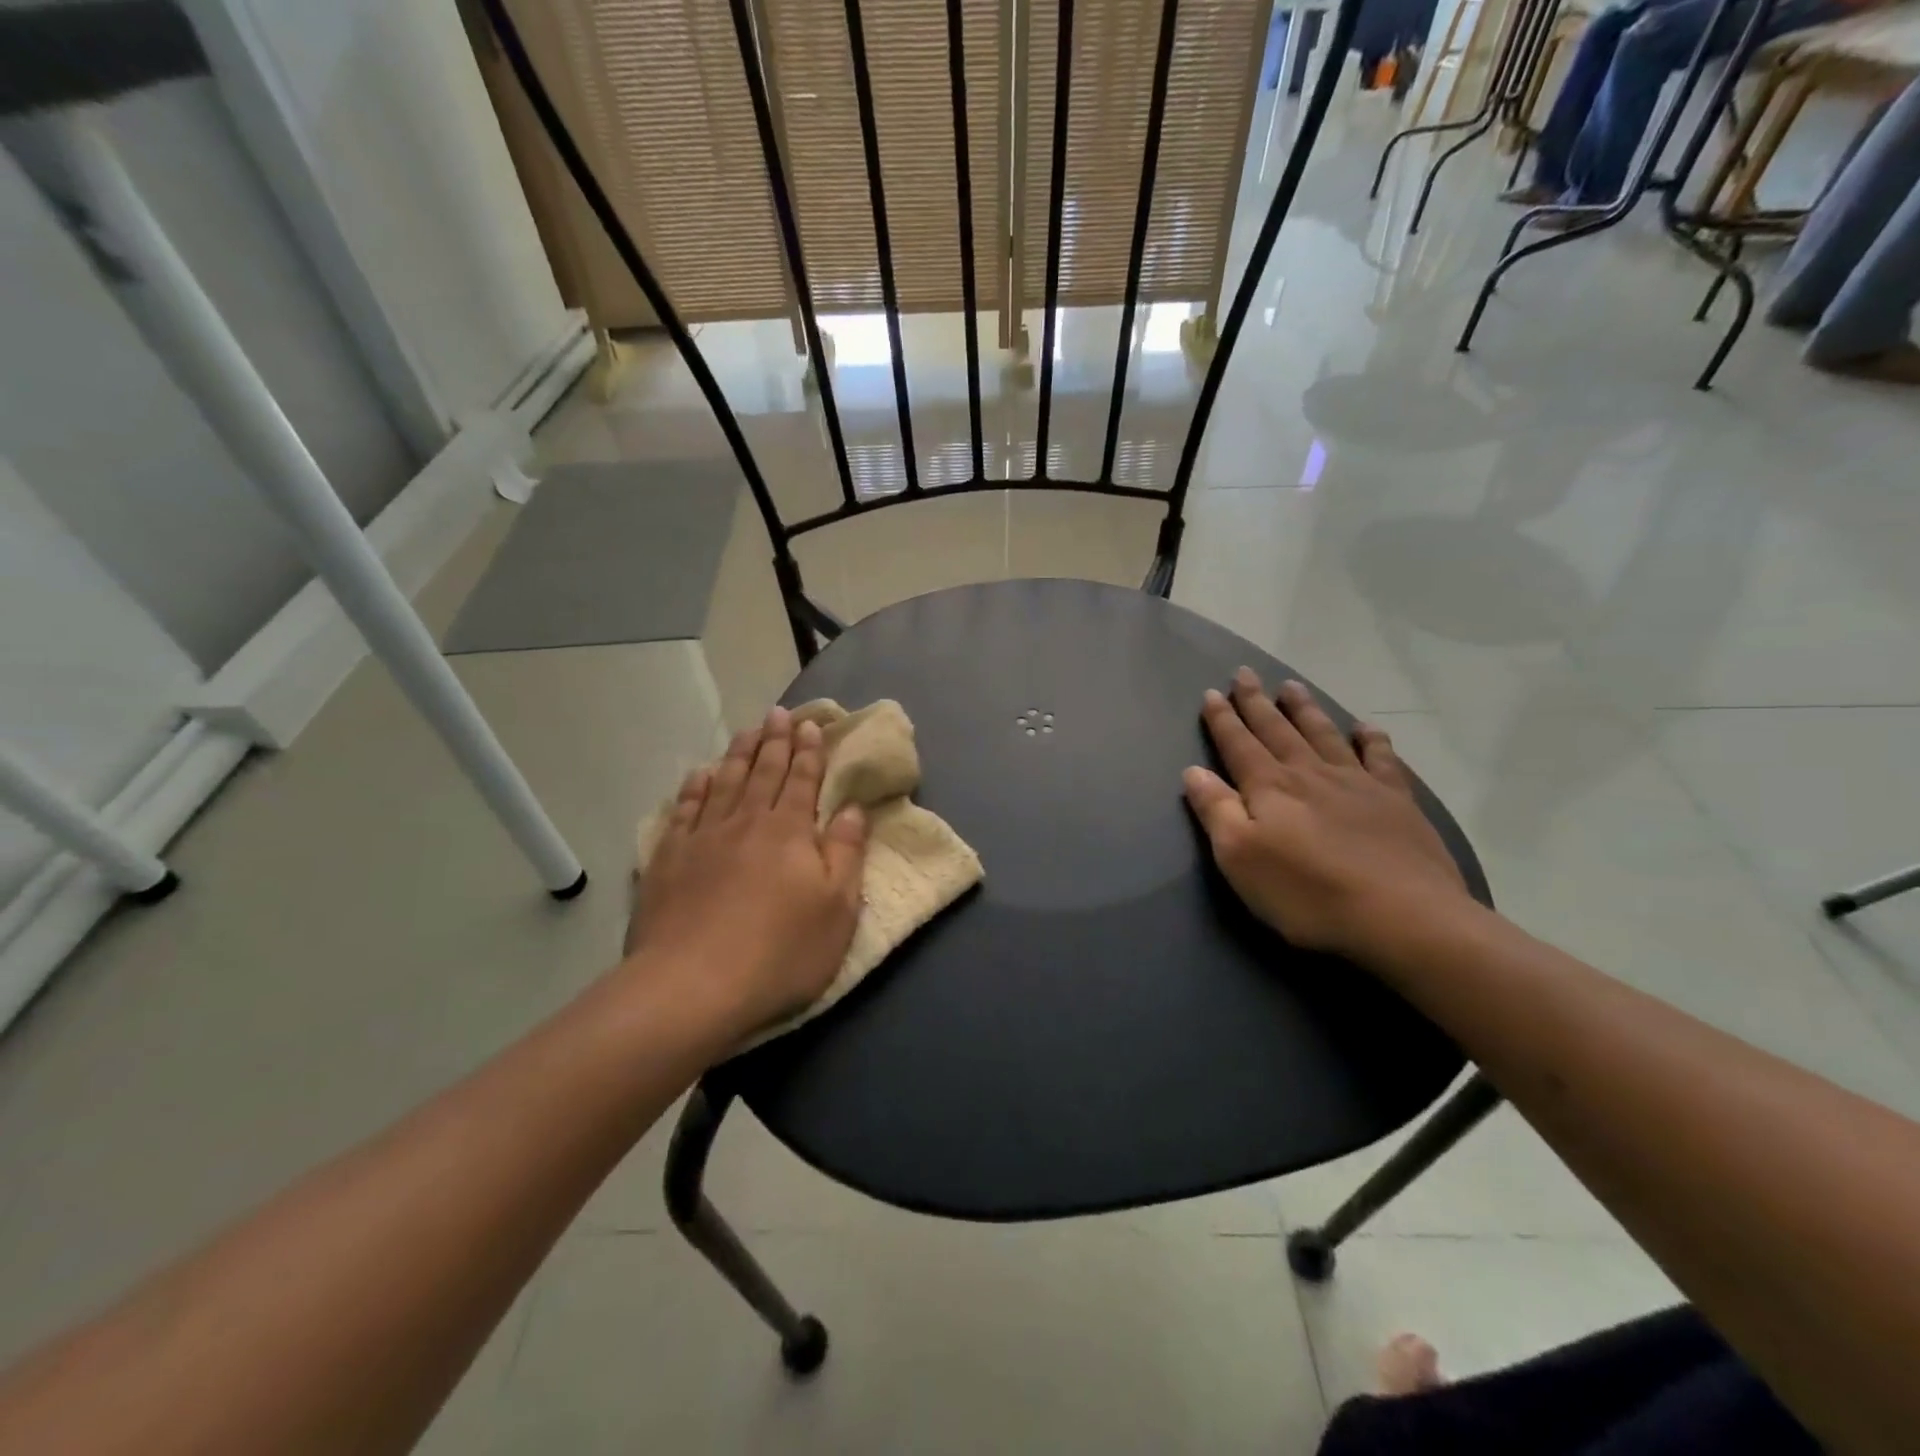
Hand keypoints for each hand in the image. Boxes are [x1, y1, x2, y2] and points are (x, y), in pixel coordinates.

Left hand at [623, 708, 868, 1042]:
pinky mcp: (669, 860)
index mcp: (790, 832)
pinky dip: (694, 787)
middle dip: (775, 741)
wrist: (692, 986)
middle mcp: (747, 822)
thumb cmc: (780, 952)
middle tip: (778, 713)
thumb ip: (846, 853)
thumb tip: (853, 809)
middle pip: (763, 772)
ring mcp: (703, 838)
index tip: (810, 725)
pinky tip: (699, 774)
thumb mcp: (837, 909)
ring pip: (724, 783)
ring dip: (738, 754)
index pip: (803, 780)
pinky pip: (684, 810)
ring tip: (746, 731)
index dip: (809, 752)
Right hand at [1183, 669, 1471, 965]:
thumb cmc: (1306, 892)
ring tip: (1292, 686)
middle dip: (1257, 702)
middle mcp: (1309, 773)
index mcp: (1269, 787)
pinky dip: (1371, 739)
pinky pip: (1382, 758)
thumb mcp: (1239, 857)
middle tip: (1245, 673)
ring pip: (1324, 734)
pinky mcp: (1396, 801)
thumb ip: (1215, 810)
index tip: (1212, 692)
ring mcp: (1357, 783)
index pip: (1238, 744)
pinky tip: (1366, 727)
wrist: (1401, 916)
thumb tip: (1193, 771)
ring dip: (1305, 709)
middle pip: (1277, 729)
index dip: (1223, 719)